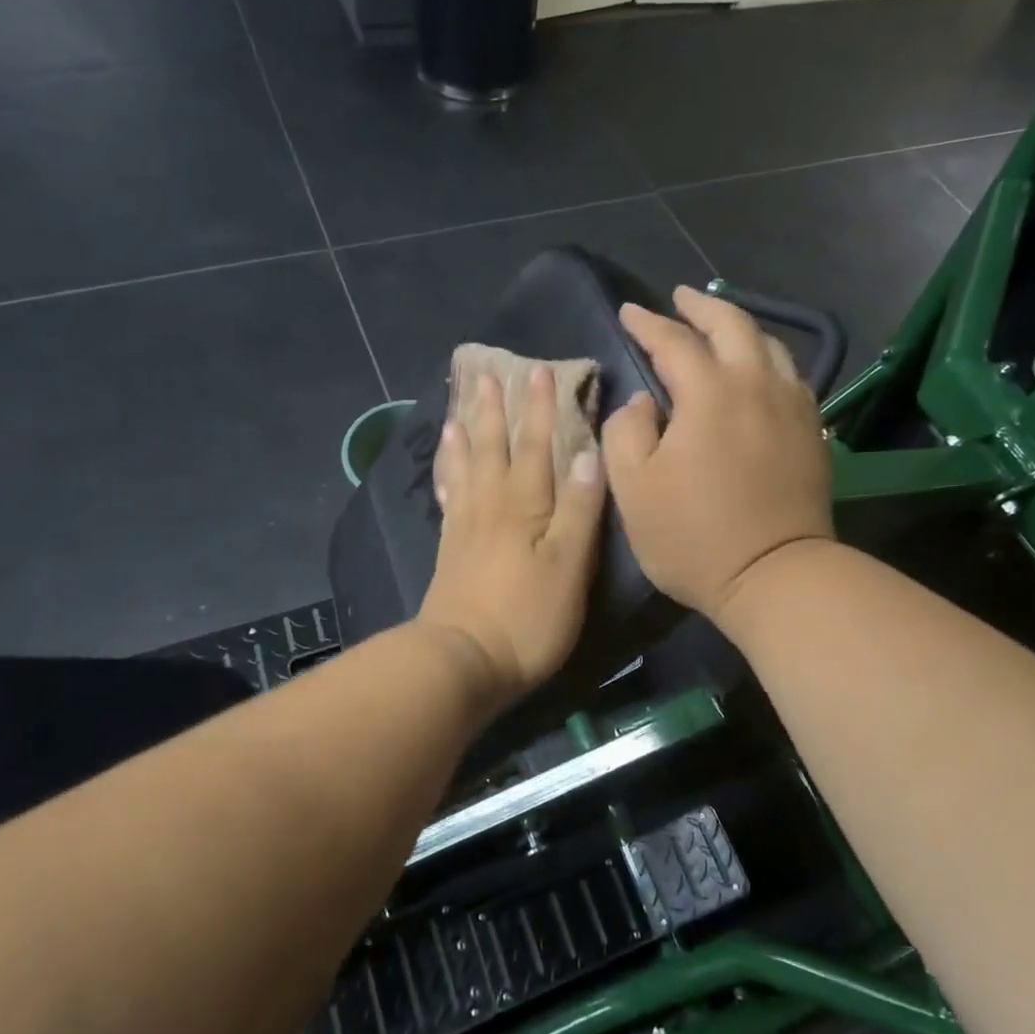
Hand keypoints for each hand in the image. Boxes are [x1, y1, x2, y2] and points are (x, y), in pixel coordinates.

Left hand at [417, 367, 607, 705]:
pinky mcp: (450, 550)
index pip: (536, 445)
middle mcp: (491, 505)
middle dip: (494, 411)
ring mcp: (465, 527)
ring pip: (465, 467)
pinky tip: (445, 469)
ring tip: (458, 410)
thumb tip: (589, 455)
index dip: (541, 409)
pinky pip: (448, 498)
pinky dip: (447, 475)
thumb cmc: (527, 616)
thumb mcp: (569, 565)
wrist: (463, 660)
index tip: (541, 372)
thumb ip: (580, 510)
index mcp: (524, 505)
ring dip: (465, 435)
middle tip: (487, 375)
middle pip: (492, 448)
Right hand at [603, 286, 832, 630]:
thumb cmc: (693, 536)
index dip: (647, 323)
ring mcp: (792, 407)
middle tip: (680, 298)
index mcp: (709, 393)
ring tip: (721, 327)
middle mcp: (756, 385)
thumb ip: (626, 431)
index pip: (673, 341)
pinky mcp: (812, 432)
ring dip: (741, 328)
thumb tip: (643, 401)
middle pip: (733, 325)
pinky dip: (768, 361)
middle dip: (702, 306)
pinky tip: (759, 372)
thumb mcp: (633, 488)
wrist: (775, 576)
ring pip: (770, 346)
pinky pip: (791, 377)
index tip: (628, 311)